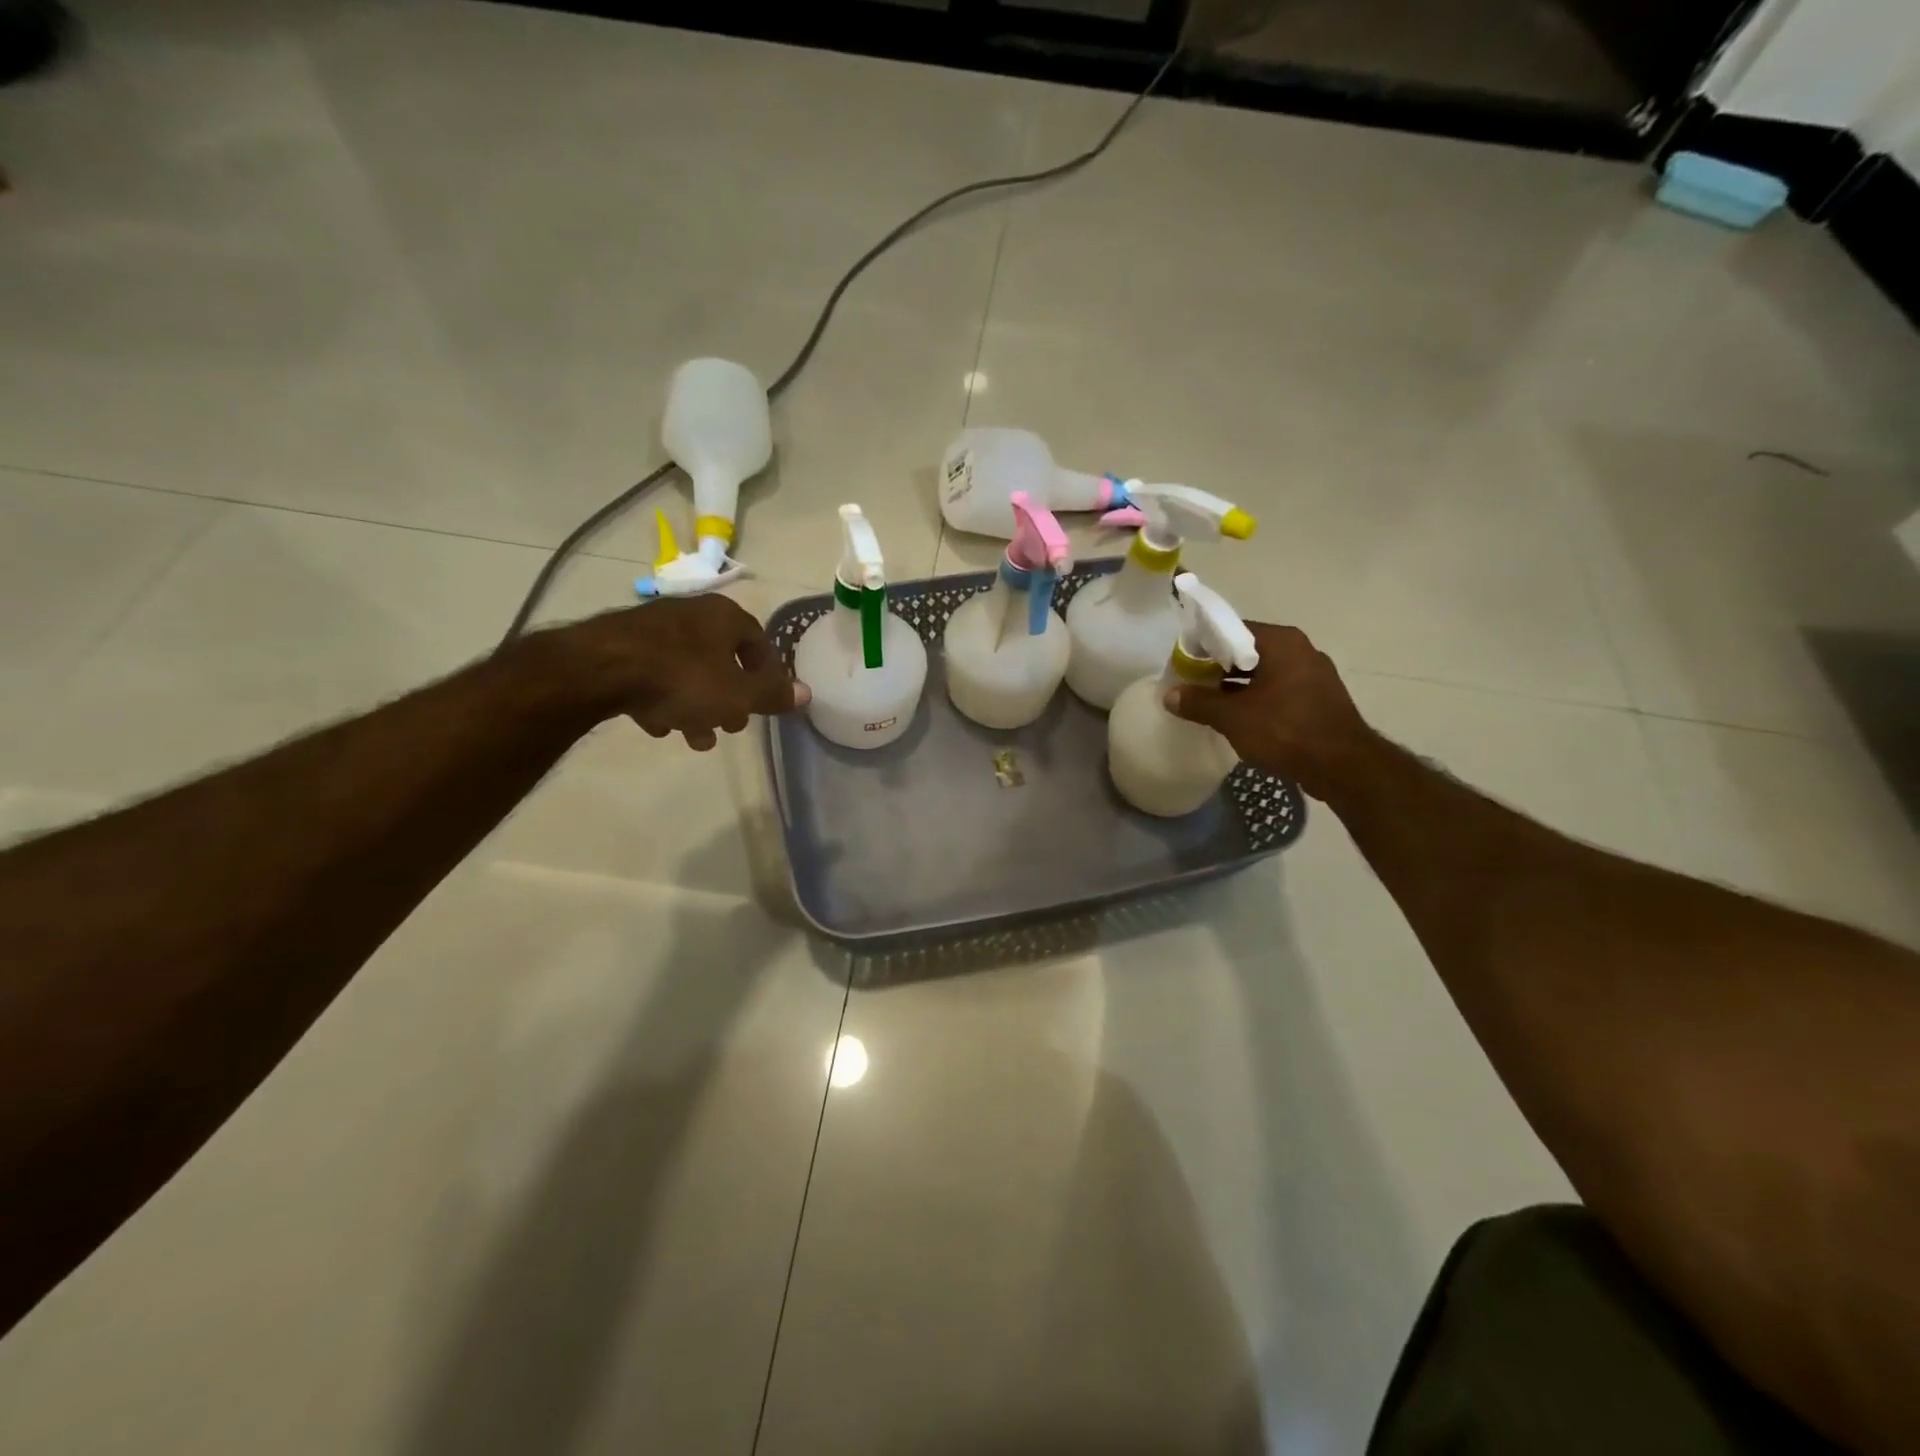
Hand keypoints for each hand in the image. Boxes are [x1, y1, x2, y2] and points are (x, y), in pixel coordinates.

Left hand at [565, 595, 809, 750]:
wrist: (600, 669)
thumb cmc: (682, 678)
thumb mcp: (737, 694)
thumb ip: (772, 695)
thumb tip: (808, 693)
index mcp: (724, 616)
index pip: (758, 643)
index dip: (765, 675)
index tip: (762, 703)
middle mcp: (691, 614)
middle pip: (721, 660)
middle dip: (729, 698)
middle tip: (729, 726)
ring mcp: (653, 628)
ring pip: (687, 671)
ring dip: (696, 706)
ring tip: (693, 738)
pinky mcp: (621, 645)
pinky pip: (654, 674)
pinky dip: (662, 698)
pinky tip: (658, 725)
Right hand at [1165, 622, 1372, 800]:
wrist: (1342, 767)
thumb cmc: (1285, 730)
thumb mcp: (1232, 717)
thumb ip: (1198, 702)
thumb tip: (1170, 695)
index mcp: (1281, 642)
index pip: (1232, 630)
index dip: (1203, 646)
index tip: (1184, 664)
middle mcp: (1301, 650)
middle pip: (1248, 651)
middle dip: (1218, 668)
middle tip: (1192, 685)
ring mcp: (1314, 674)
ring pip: (1264, 673)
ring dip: (1237, 686)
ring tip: (1211, 704)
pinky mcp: (1320, 699)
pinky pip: (1279, 690)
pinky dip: (1258, 698)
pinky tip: (1240, 718)